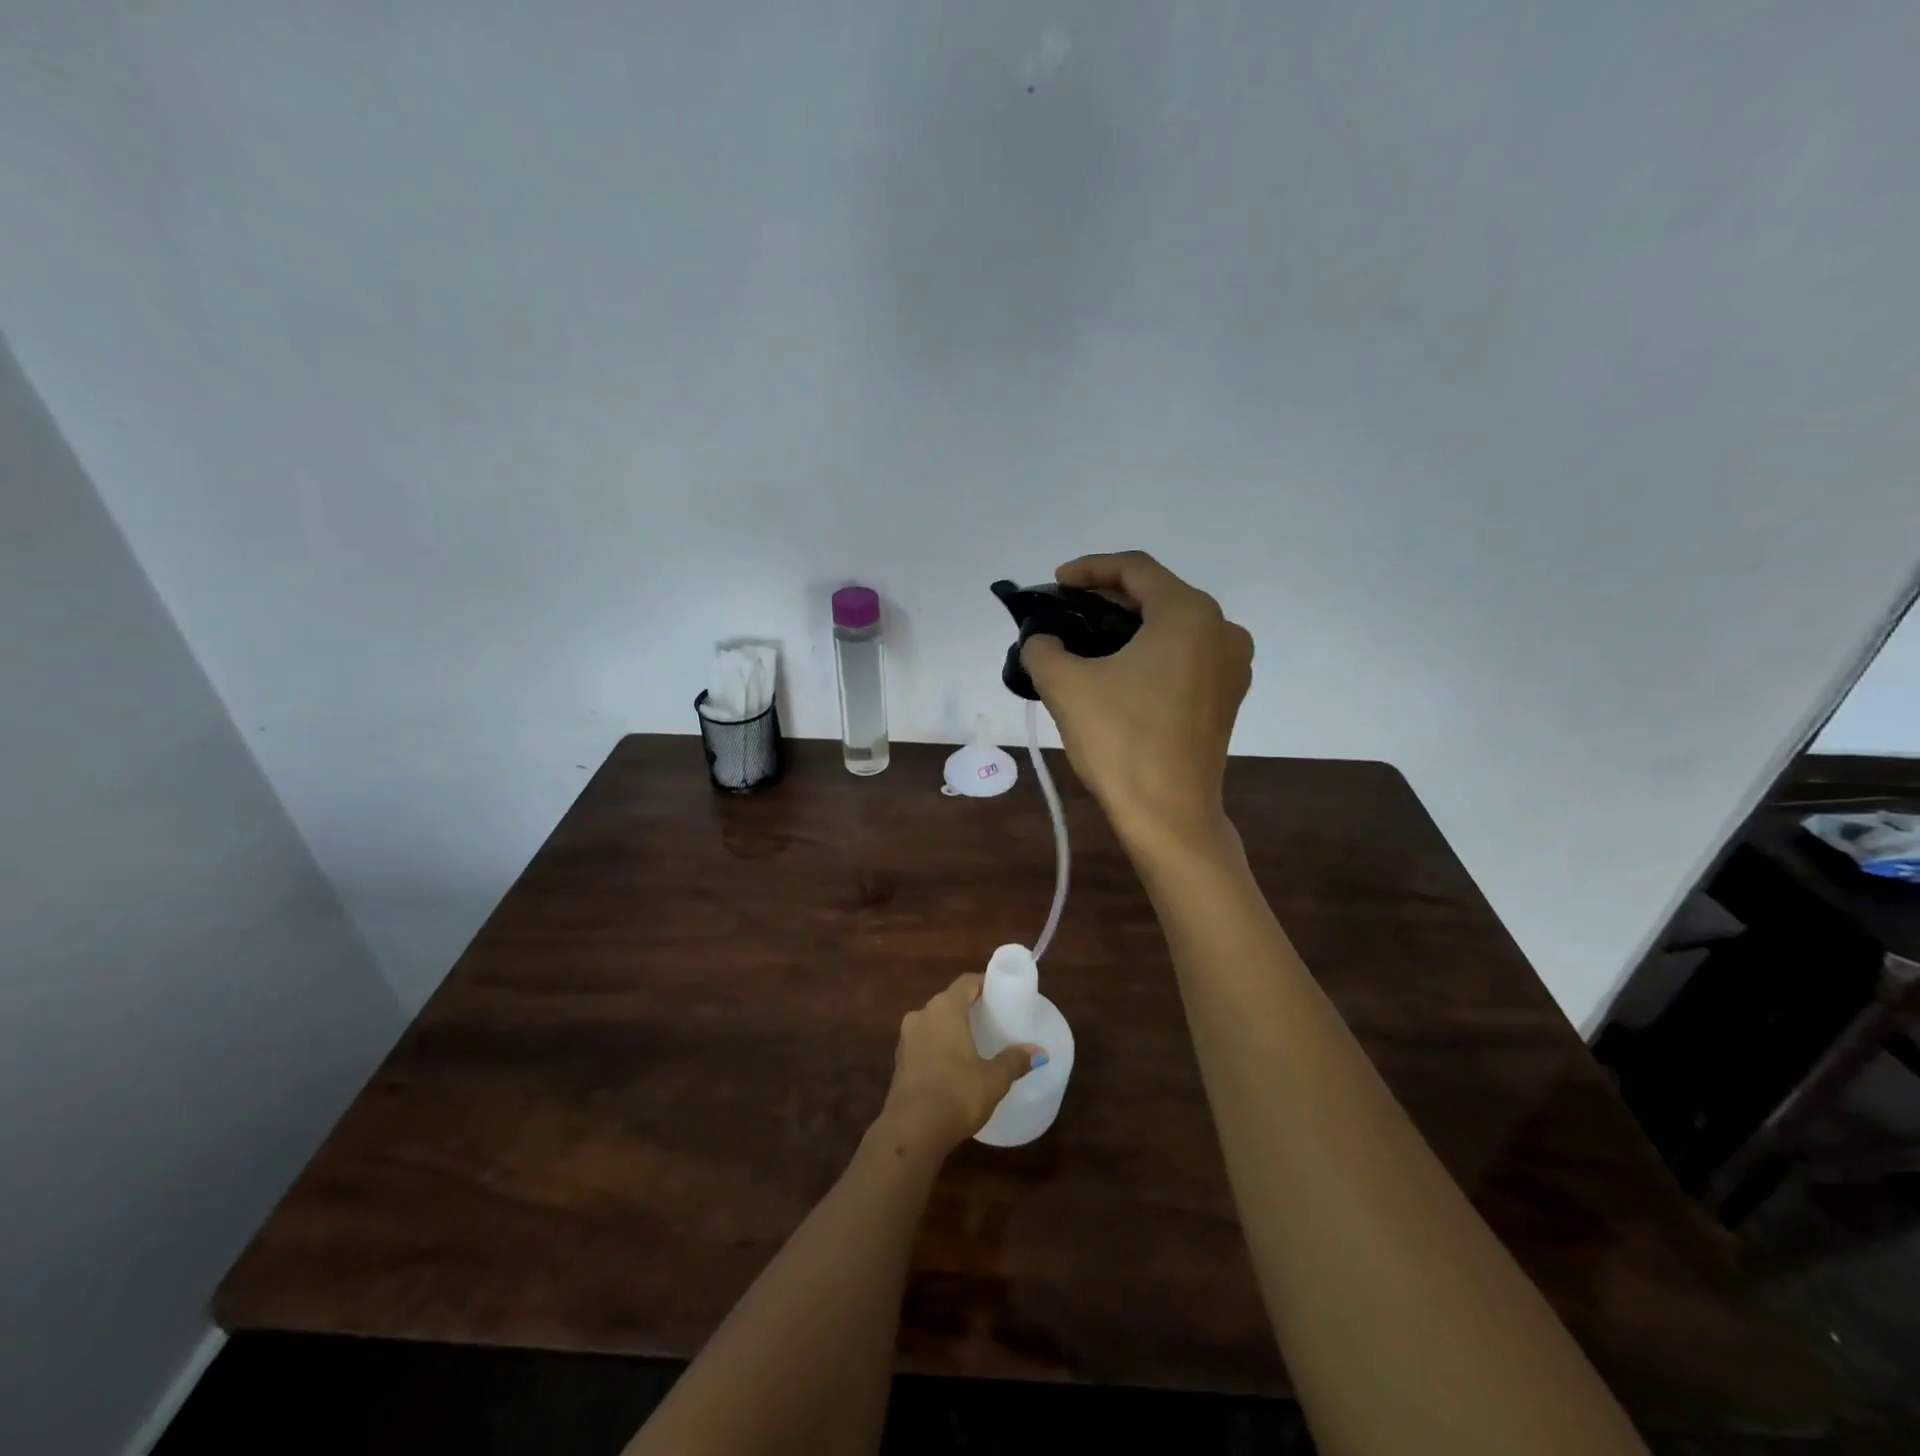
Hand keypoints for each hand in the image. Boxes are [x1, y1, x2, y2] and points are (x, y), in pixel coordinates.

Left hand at [877, 974, 1041, 1155]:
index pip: (966, 983)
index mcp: (944, 1009)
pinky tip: (953, 1062)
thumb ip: (1015, 1061)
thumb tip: (1040, 1052)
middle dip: (969, 1006)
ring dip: (951, 1026)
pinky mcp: (899, 1060)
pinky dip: (938, 1044)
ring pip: (934, 1021)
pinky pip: (923, 1041)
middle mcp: (922, 1015)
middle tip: (992, 1017)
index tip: (1001, 992)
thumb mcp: (993, 1079)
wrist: (910, 1132)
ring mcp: (906, 1038)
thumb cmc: (956, 1095)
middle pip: (949, 1000)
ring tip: (975, 1040)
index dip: (984, 983)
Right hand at [1022, 550, 1253, 852]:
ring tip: (1087, 640)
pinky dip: (1150, 653)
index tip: (1055, 583)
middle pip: (1157, 595)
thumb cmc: (1121, 742)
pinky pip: (1185, 656)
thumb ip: (1043, 648)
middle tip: (1066, 610)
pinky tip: (1119, 672)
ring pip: (1172, 627)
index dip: (1089, 568)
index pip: (1135, 569)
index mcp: (1189, 614)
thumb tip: (1043, 640)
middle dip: (1107, 598)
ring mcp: (1232, 665)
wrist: (1169, 816)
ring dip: (1129, 626)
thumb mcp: (1066, 686)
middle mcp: (1222, 629)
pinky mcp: (1227, 697)